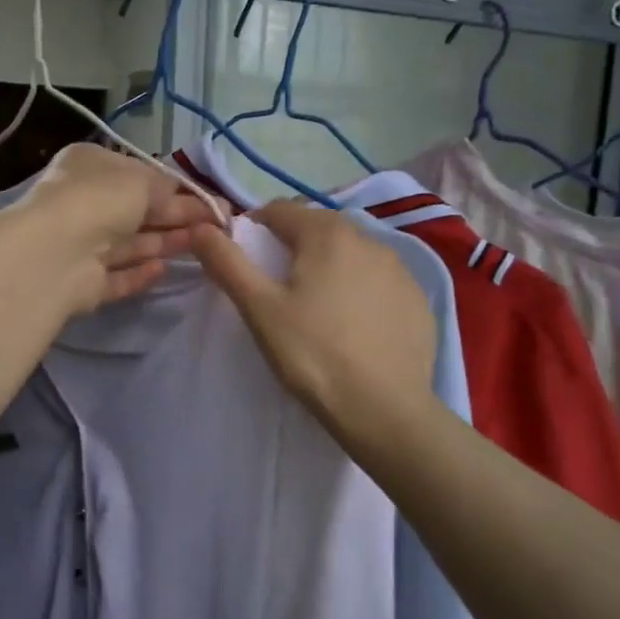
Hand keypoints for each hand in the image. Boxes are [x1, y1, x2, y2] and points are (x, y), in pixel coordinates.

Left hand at [19, 143, 225, 309]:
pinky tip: (165, 271)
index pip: (137, 175)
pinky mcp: (82, 283)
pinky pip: (117, 277)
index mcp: (89, 167)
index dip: (175, 188)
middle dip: (177, 216)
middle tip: (219, 225)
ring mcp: (80, 246)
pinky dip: (140, 274)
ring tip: (205, 246)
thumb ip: (166, 187)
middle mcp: (82, 203)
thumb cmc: (99, 200)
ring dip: (165, 242)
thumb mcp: (141, 180)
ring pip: (129, 244)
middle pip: (137, 211)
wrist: (56, 253)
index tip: (210, 200)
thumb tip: (182, 195)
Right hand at [191, 201, 436, 436]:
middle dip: (292, 249)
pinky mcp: (418, 300)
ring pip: (351, 255)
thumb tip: (201, 227)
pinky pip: (378, 283)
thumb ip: (227, 263)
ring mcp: (401, 270)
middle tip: (278, 293)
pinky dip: (360, 293)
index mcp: (327, 233)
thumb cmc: (312, 353)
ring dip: (329, 269)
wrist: (384, 408)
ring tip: (316, 312)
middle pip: (317, 230)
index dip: (254, 230)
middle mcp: (370, 239)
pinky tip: (352, 329)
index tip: (245, 265)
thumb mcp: (259, 308)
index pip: (279, 210)